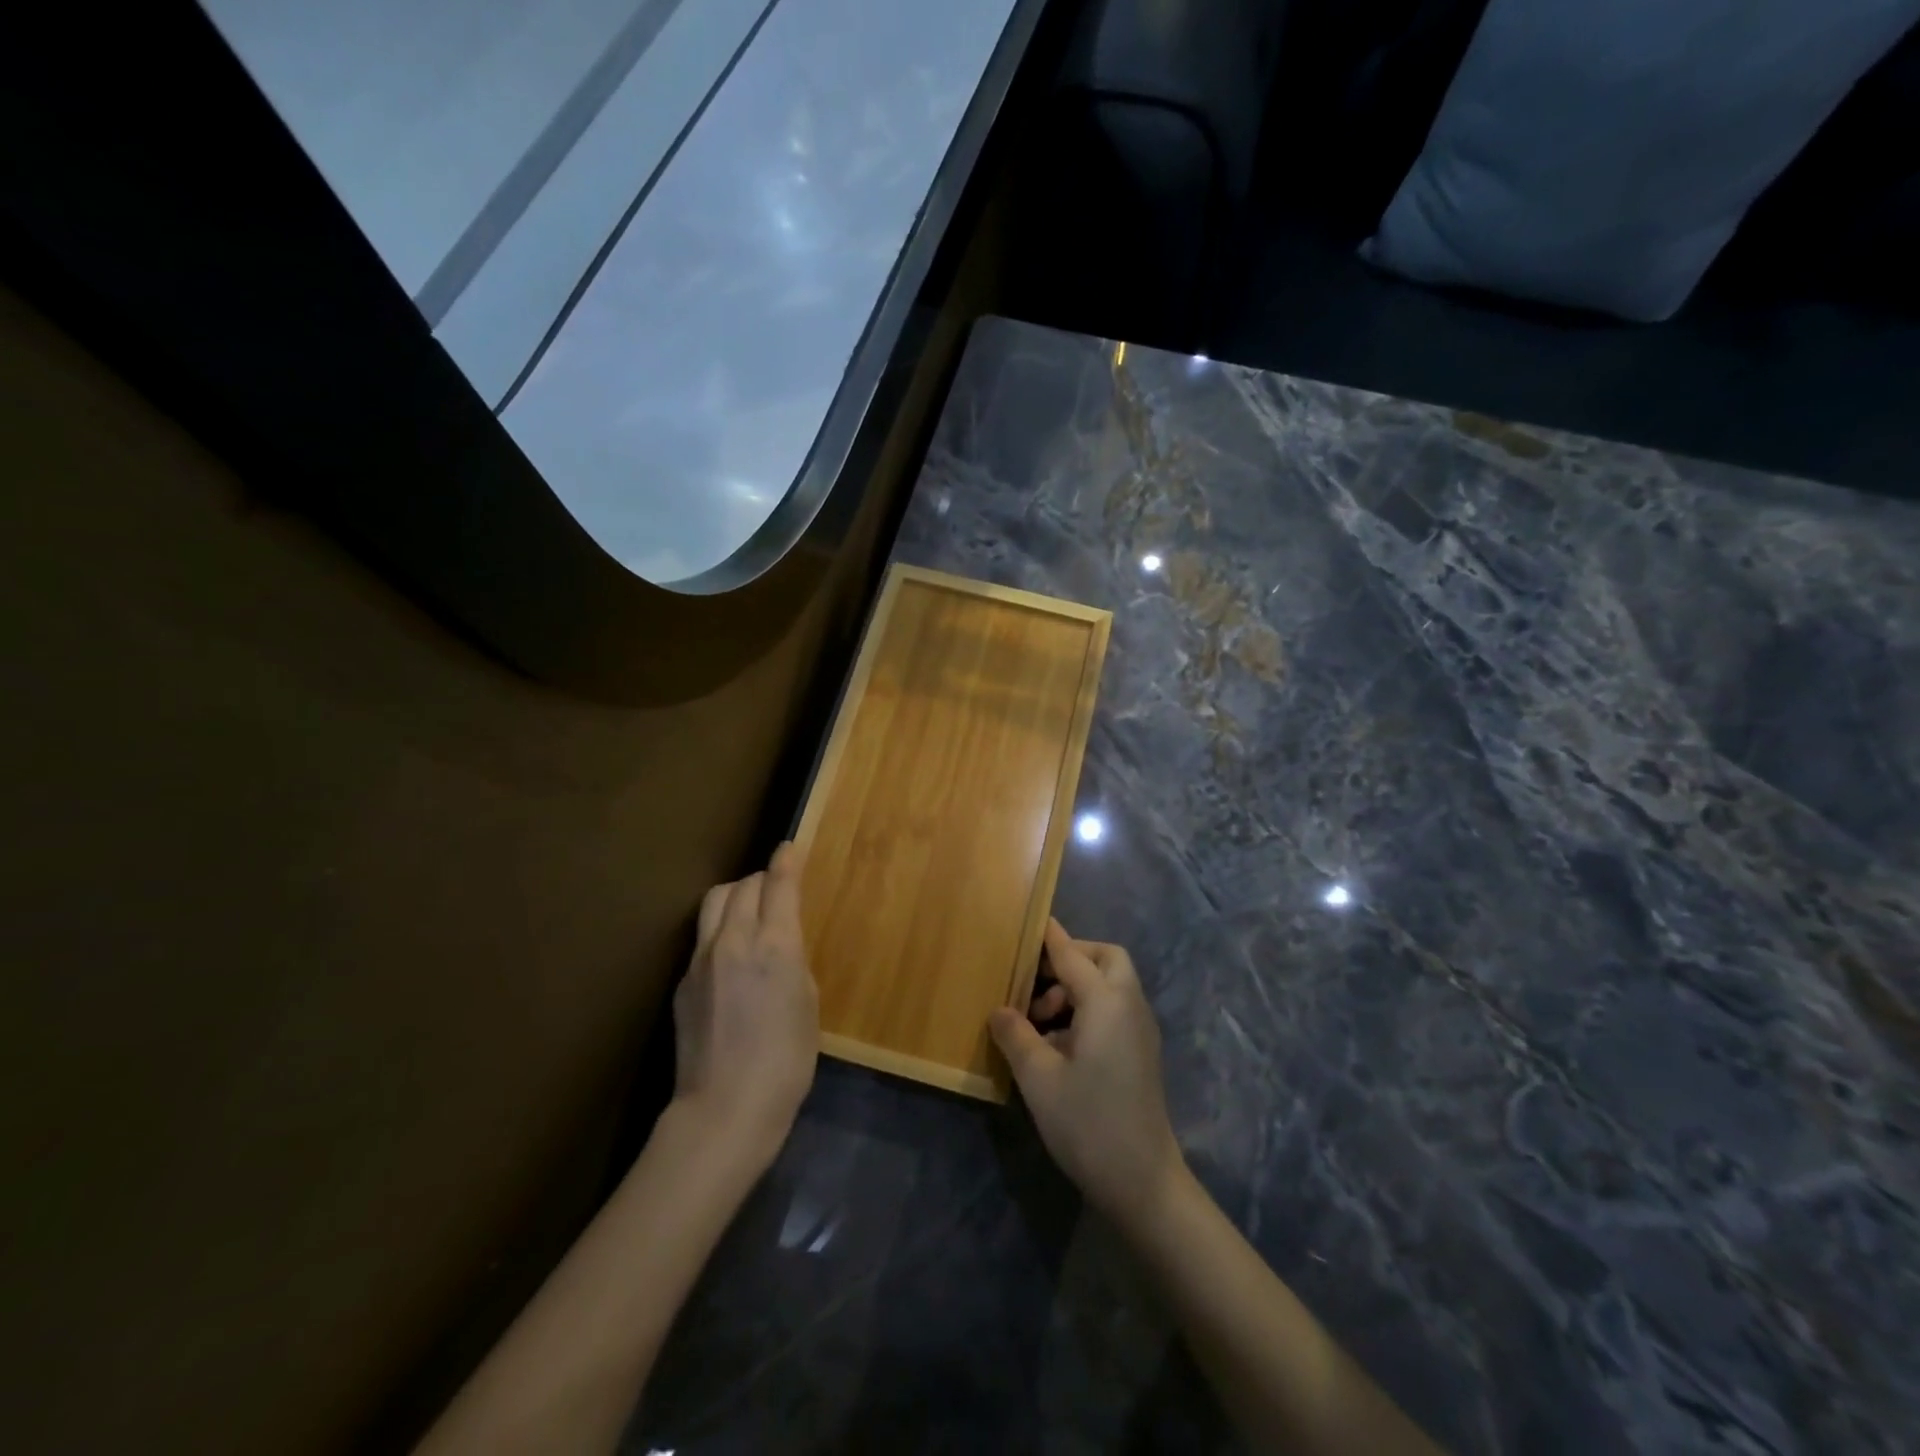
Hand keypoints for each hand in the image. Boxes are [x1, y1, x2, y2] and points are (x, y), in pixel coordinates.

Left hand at [672, 841, 818, 1170]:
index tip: (789, 848)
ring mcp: (701, 959)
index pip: (778, 884)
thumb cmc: (786, 1061)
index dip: (786, 861)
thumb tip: (781, 945)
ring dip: (735, 897)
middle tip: (775, 891)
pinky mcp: (682, 981)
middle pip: (742, 886)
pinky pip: (702, 937)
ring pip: (715, 903)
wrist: (725, 1109)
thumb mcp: (807, 1004)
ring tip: (748, 914)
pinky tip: (730, 958)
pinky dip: (720, 930)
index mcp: (775, 945)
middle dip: (761, 879)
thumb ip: (793, 961)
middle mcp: (734, 940)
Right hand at [989, 919, 1184, 1218]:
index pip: (1072, 955)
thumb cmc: (1088, 1123)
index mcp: (1106, 1002)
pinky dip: (1088, 1009)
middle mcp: (1129, 1006)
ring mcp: (1140, 1030)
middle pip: (1106, 959)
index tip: (1029, 920)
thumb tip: (999, 1010)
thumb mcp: (1039, 1078)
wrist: (1144, 1182)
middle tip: (1035, 981)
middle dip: (1072, 958)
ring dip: (1077, 988)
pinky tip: (1058, 1044)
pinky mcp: (1141, 1053)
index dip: (1049, 937)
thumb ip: (1016, 1035)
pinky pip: (1114, 1010)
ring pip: (1111, 985)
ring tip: (1038, 1022)